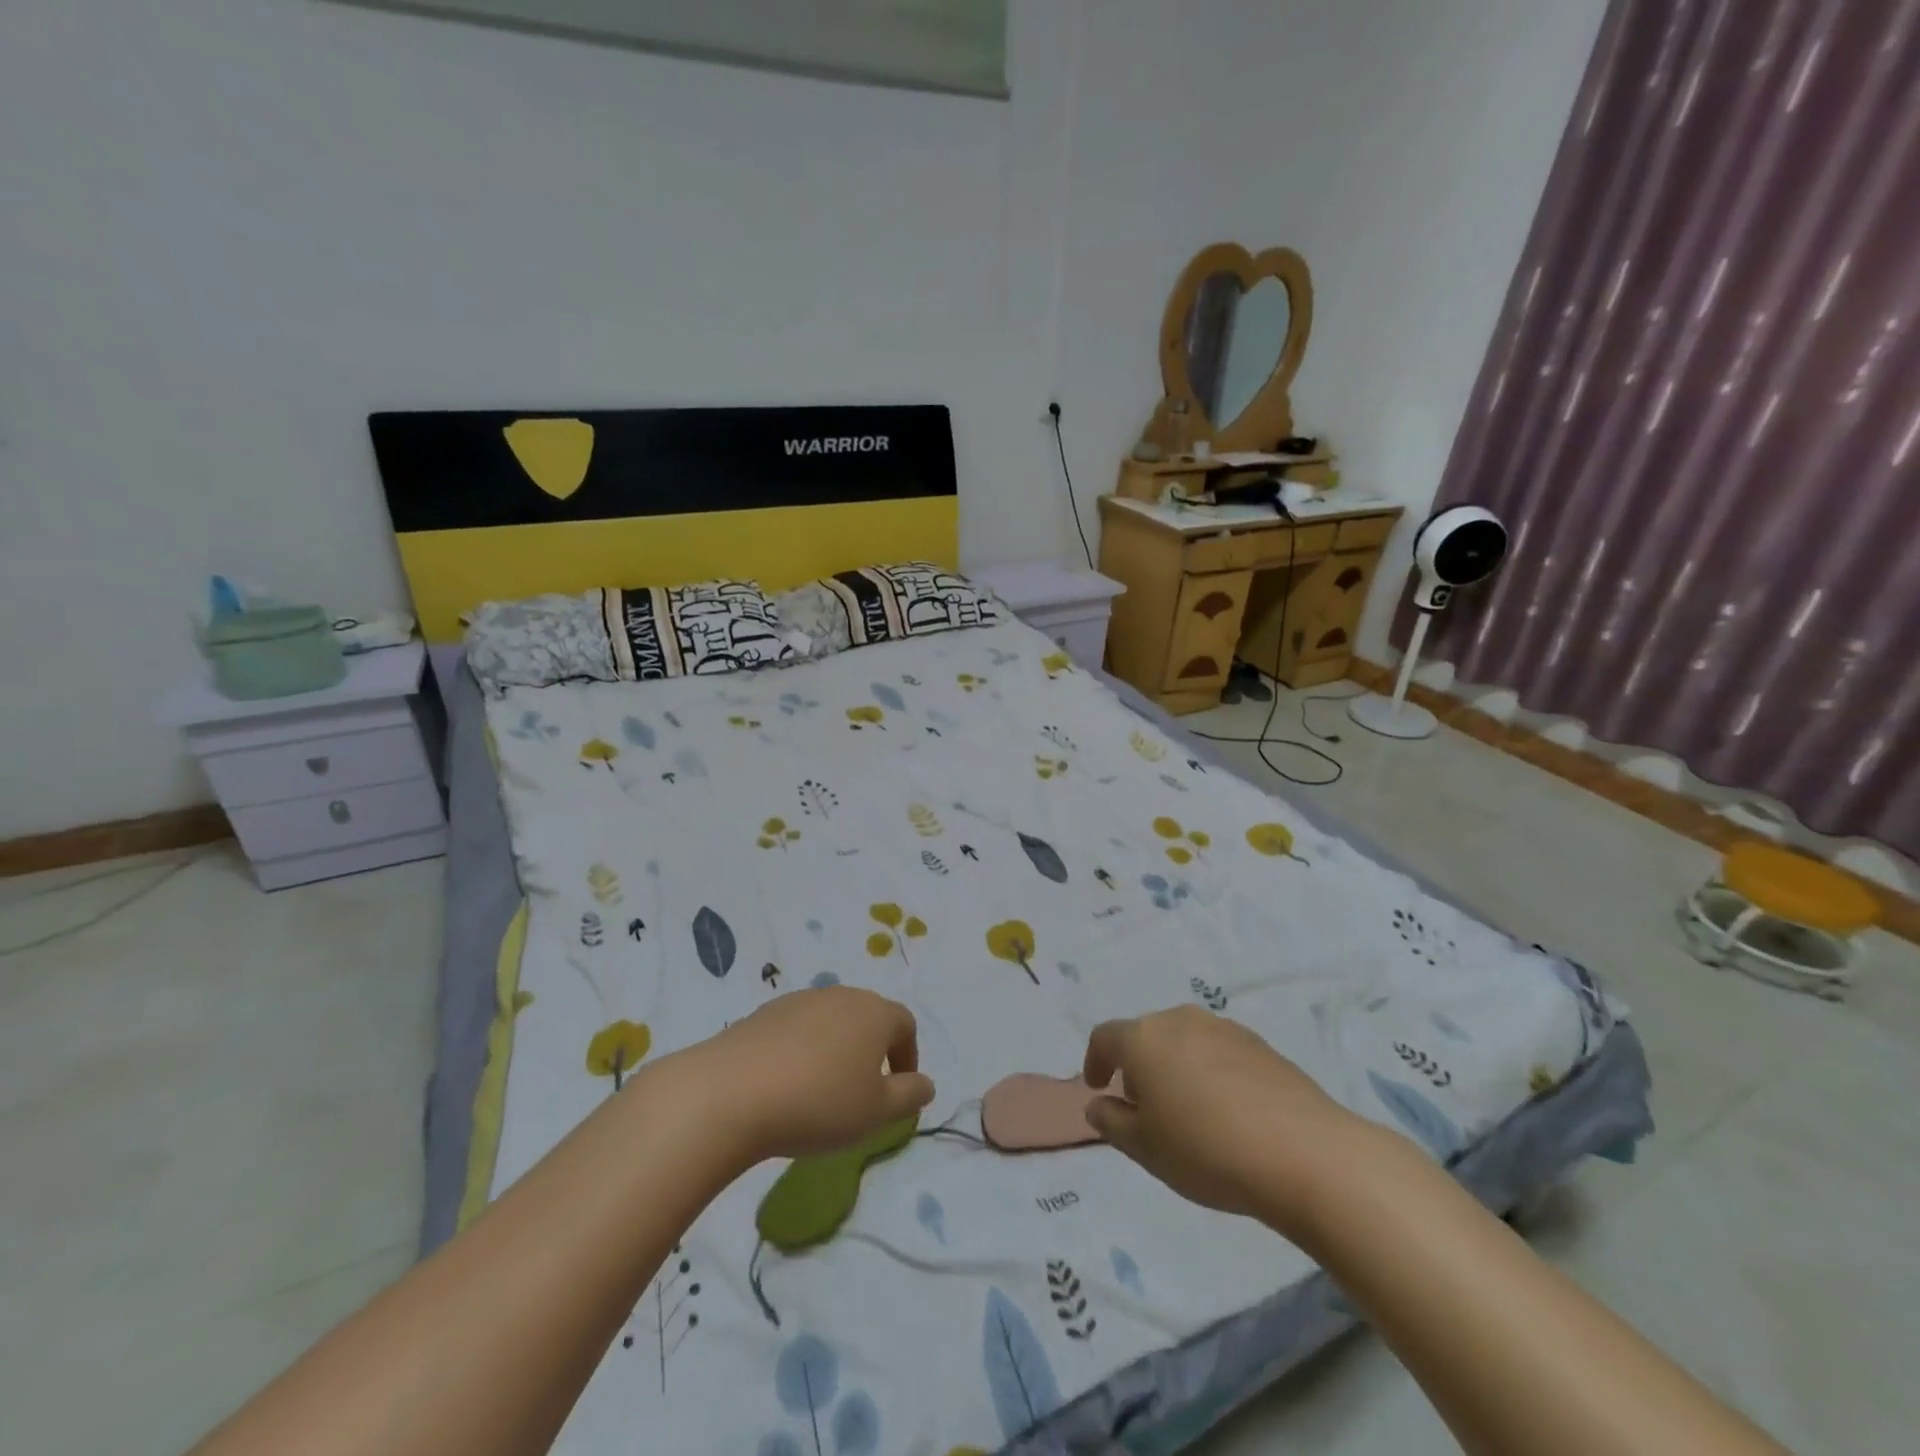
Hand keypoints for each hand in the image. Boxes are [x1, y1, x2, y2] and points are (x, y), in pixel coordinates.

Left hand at [688, 987, 935, 1163]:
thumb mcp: (876, 1112)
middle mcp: (840, 995)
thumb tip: (926, 1084)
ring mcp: (799, 1000)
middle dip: (871, 1051)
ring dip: (835, 1050)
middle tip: (862, 1093)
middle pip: (867, 1017)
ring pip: (830, 1022)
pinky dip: (801, 1051)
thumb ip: (909, 1096)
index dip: (908, 1057)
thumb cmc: (819, 1102)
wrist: (731, 1093)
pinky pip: (796, 1029)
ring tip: (821, 1092)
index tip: (898, 1091)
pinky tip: (785, 1085)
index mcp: (874, 1012)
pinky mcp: (763, 1013)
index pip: (905, 1024)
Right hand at [1083, 1006, 1361, 1228]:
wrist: (1304, 1153)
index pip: (1105, 1037)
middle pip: (1146, 1035)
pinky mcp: (1260, 1044)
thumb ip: (1112, 1122)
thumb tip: (1098, 1104)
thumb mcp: (1145, 1148)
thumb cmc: (1207, 1150)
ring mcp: (1224, 1028)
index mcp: (1143, 1038)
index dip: (1095, 1061)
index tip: (1097, 1087)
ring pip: (1183, 1040)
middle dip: (1137, 1065)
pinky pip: (1218, 1051)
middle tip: (1143, 1106)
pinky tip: (1226, 1110)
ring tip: (1186, 1110)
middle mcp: (1180, 1020)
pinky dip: (1209, 1071)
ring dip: (1174, 1066)